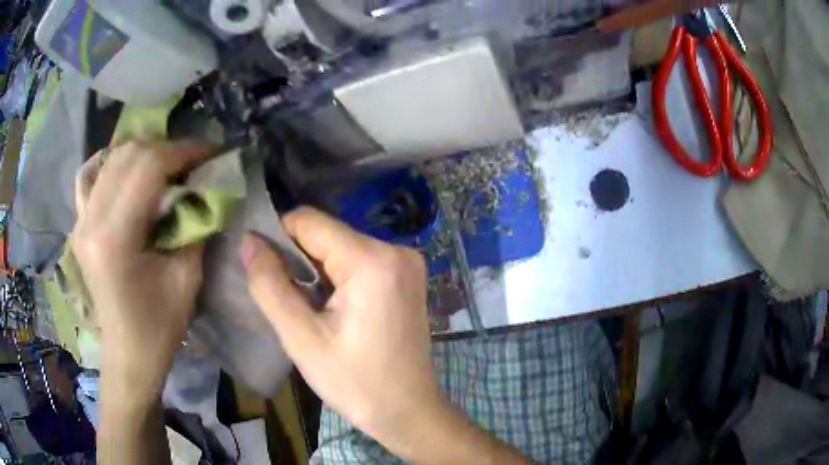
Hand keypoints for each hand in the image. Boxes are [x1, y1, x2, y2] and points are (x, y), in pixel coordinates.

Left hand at [71, 141, 208, 402]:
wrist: (128, 353)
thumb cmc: (159, 326)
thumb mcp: (187, 278)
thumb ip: (196, 224)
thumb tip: (207, 186)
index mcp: (114, 238)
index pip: (148, 166)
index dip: (183, 151)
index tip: (210, 153)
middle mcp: (90, 220)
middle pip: (129, 155)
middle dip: (167, 149)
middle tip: (192, 163)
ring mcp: (80, 221)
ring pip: (112, 159)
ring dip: (145, 155)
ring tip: (167, 168)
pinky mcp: (80, 225)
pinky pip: (92, 177)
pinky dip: (114, 165)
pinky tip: (129, 172)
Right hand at [240, 208, 529, 463]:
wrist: (409, 411)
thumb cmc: (356, 384)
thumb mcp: (302, 339)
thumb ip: (270, 285)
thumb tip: (248, 241)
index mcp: (372, 260)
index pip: (309, 221)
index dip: (276, 236)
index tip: (259, 264)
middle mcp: (395, 250)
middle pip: (327, 234)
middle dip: (297, 258)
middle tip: (284, 297)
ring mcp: (406, 262)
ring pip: (341, 247)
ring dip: (316, 270)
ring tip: (307, 308)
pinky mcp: (407, 277)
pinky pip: (359, 261)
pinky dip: (337, 277)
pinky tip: (331, 308)